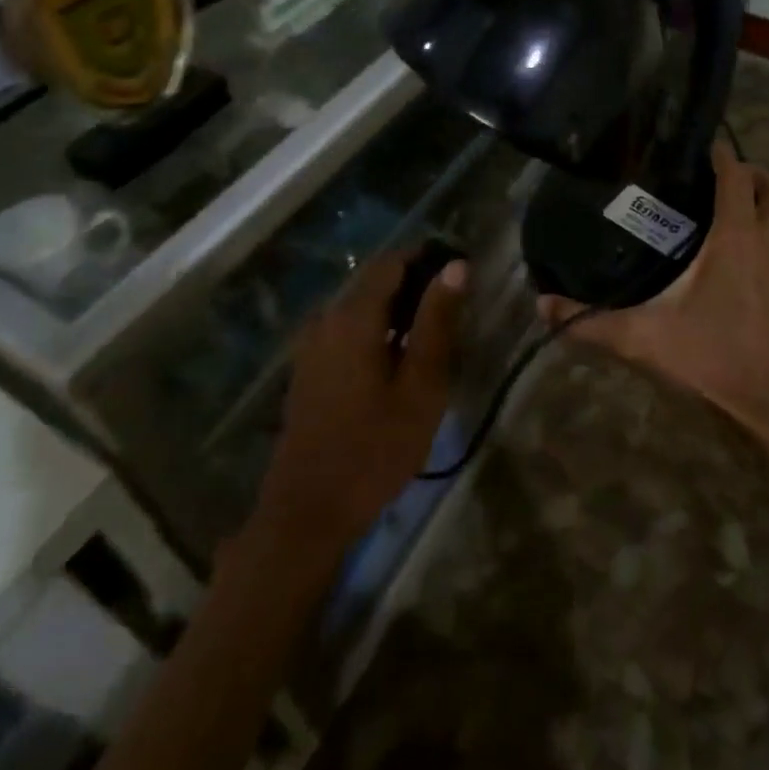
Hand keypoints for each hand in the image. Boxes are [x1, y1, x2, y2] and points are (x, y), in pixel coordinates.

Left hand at [255, 251, 465, 554]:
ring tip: (432, 337)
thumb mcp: (421, 387)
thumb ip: (437, 322)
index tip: (460, 273)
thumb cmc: (374, 448)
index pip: (393, 262)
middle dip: (414, 285)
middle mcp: (326, 318)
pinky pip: (346, 329)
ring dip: (396, 310)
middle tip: (454, 311)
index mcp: (353, 316)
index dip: (427, 258)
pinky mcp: (307, 367)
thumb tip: (456, 266)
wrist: (308, 511)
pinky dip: (375, 330)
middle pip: (374, 281)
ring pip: (360, 306)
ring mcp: (311, 344)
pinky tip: (397, 360)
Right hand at [542, 142, 768, 436]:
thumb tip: (541, 306)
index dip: (723, 155)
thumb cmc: (711, 361)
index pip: (736, 177)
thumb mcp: (642, 339)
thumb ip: (589, 321)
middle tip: (729, 179)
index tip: (706, 145)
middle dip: (757, 176)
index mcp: (737, 239)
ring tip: (750, 214)